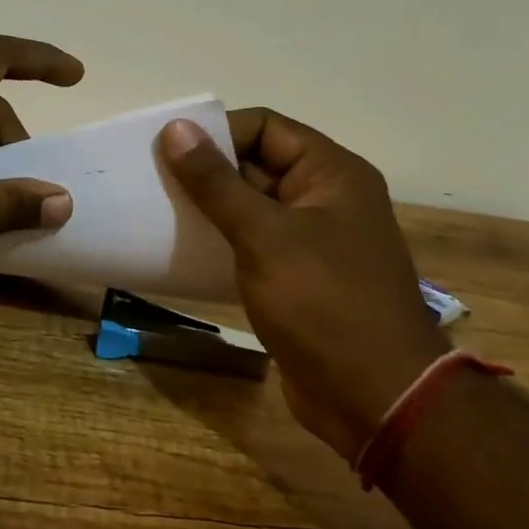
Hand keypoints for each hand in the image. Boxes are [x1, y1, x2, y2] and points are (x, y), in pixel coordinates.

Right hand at [159, 110, 446, 460]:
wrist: (376, 401)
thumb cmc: (324, 304)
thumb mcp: (264, 235)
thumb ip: (216, 182)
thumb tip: (175, 128)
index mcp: (332, 173)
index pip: (265, 127)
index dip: (217, 131)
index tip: (167, 149)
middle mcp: (325, 198)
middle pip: (257, 163)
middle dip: (207, 170)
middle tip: (151, 179)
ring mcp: (313, 240)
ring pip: (251, 206)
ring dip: (209, 208)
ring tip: (158, 210)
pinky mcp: (298, 277)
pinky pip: (253, 243)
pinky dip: (221, 241)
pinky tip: (183, 248)